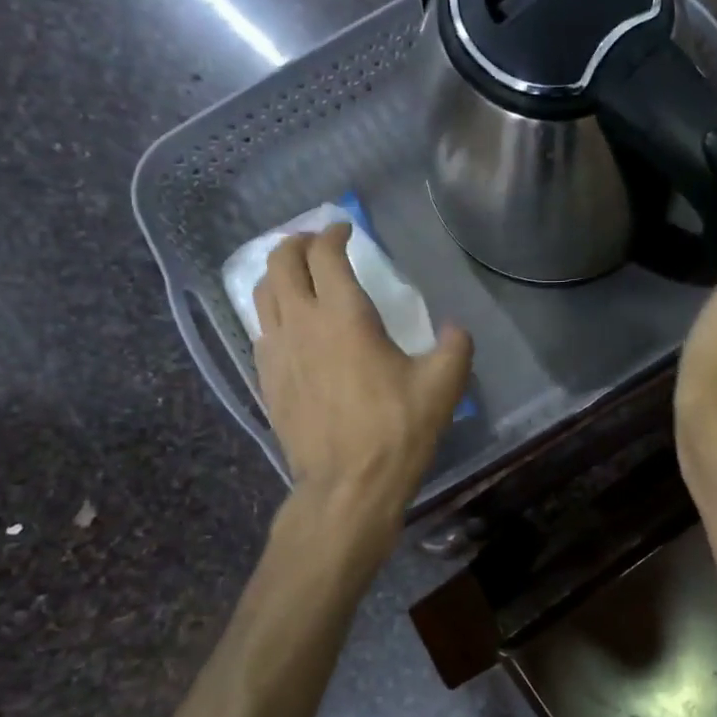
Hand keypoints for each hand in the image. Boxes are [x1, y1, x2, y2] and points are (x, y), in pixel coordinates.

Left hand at [253, 224, 472, 531]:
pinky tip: (290, 325)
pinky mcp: (266, 380)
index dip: (333, 234)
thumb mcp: (443, 386)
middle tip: (315, 244)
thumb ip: (455, 346)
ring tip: (296, 275)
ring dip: (277, 274)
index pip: (325, 254)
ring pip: (262, 294)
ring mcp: (277, 352)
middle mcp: (302, 323)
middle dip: (296, 243)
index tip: (345, 230)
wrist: (347, 487)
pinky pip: (261, 330)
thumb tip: (455, 328)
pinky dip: (273, 312)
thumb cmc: (397, 430)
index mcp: (344, 315)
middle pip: (281, 263)